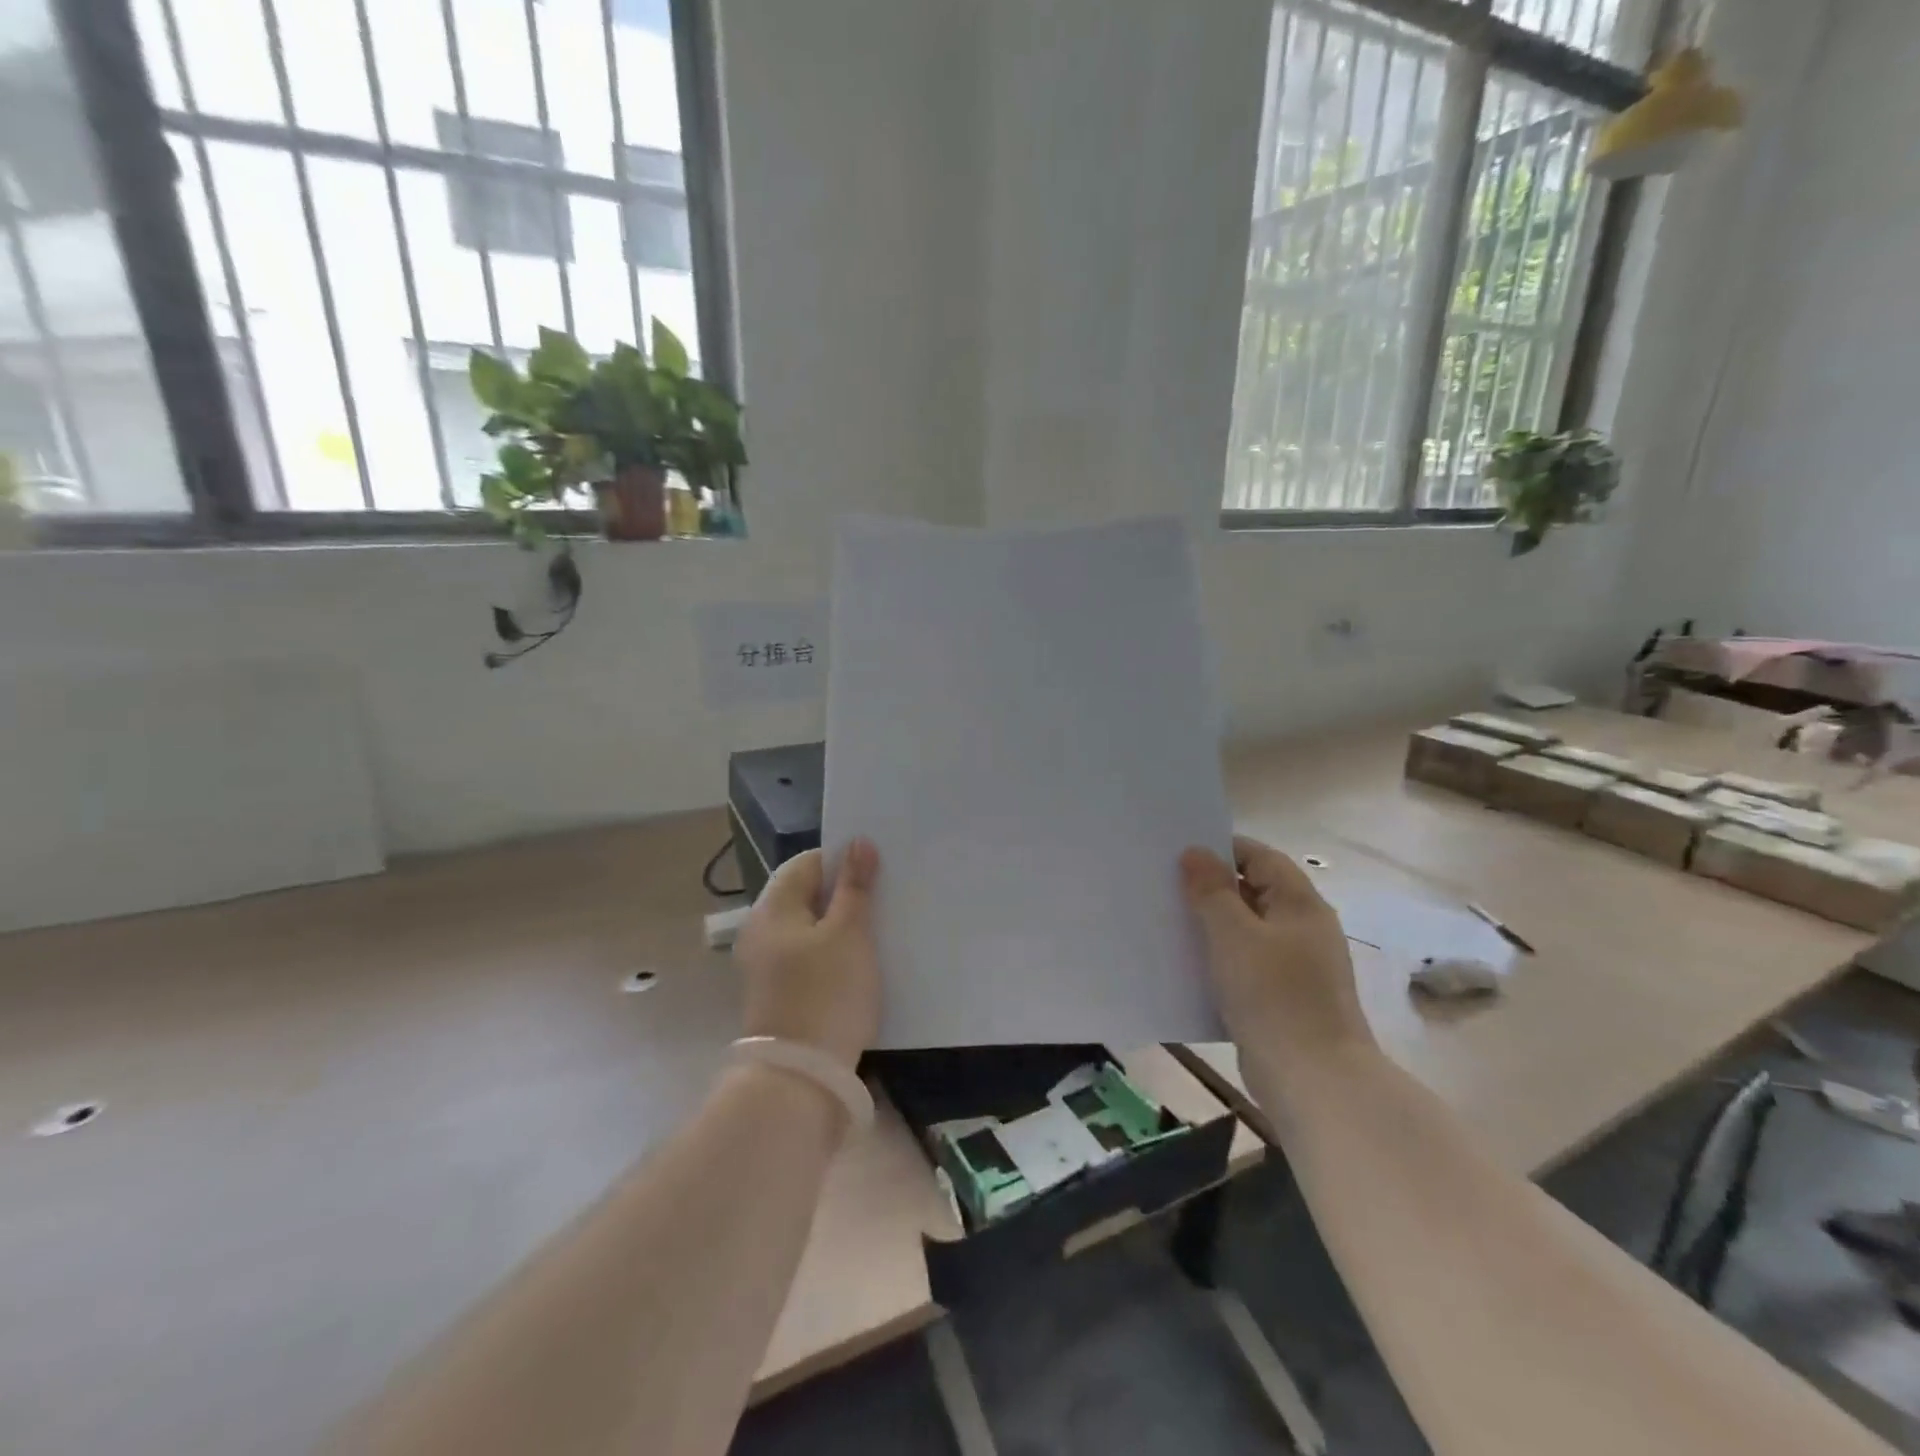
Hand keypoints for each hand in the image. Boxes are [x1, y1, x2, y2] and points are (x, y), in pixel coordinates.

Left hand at [735, 839, 881, 1070]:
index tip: (877, 871)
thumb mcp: (849, 934)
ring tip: (879, 928)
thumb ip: (854, 886)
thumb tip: (858, 842)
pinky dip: (832, 951)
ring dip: (841, 924)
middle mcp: (761, 931)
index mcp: (772, 908)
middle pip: (806, 895)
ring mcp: (766, 965)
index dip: (841, 860)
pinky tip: (860, 962)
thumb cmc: (826, 993)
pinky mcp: (779, 992)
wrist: (800, 1078)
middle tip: (884, 897)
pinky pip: (808, 955)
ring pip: (810, 927)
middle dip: (844, 893)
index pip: (806, 862)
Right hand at [1179, 835, 1374, 1064]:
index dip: (1222, 850)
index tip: (1180, 854)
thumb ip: (1212, 891)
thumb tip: (1195, 852)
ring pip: (1247, 931)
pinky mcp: (1284, 999)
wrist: (1313, 1081)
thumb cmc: (1274, 996)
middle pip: (1254, 892)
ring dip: (1213, 926)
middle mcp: (1303, 929)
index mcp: (1300, 905)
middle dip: (1212, 888)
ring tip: (1169, 923)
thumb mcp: (1233, 935)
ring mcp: (1297, 967)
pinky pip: (1247, 965)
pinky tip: (1189, 968)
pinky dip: (1220, 960)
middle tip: (1166, 886)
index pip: (1261, 858)